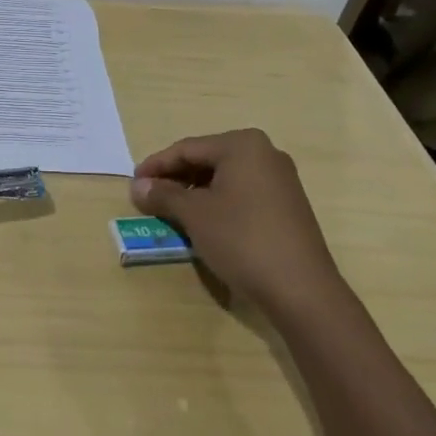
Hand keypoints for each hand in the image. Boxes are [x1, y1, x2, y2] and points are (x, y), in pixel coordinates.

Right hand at [130, 129, 342, 315]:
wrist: (302, 290)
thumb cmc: (242, 239)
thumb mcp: (194, 215)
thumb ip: (163, 195)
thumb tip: (137, 186)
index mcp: (242, 145)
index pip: (187, 148)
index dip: (156, 165)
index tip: (133, 183)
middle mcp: (265, 153)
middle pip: (207, 159)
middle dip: (176, 178)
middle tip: (149, 197)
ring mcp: (280, 179)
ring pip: (224, 177)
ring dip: (195, 192)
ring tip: (171, 211)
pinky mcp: (287, 205)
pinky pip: (242, 193)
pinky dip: (217, 202)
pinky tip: (203, 221)